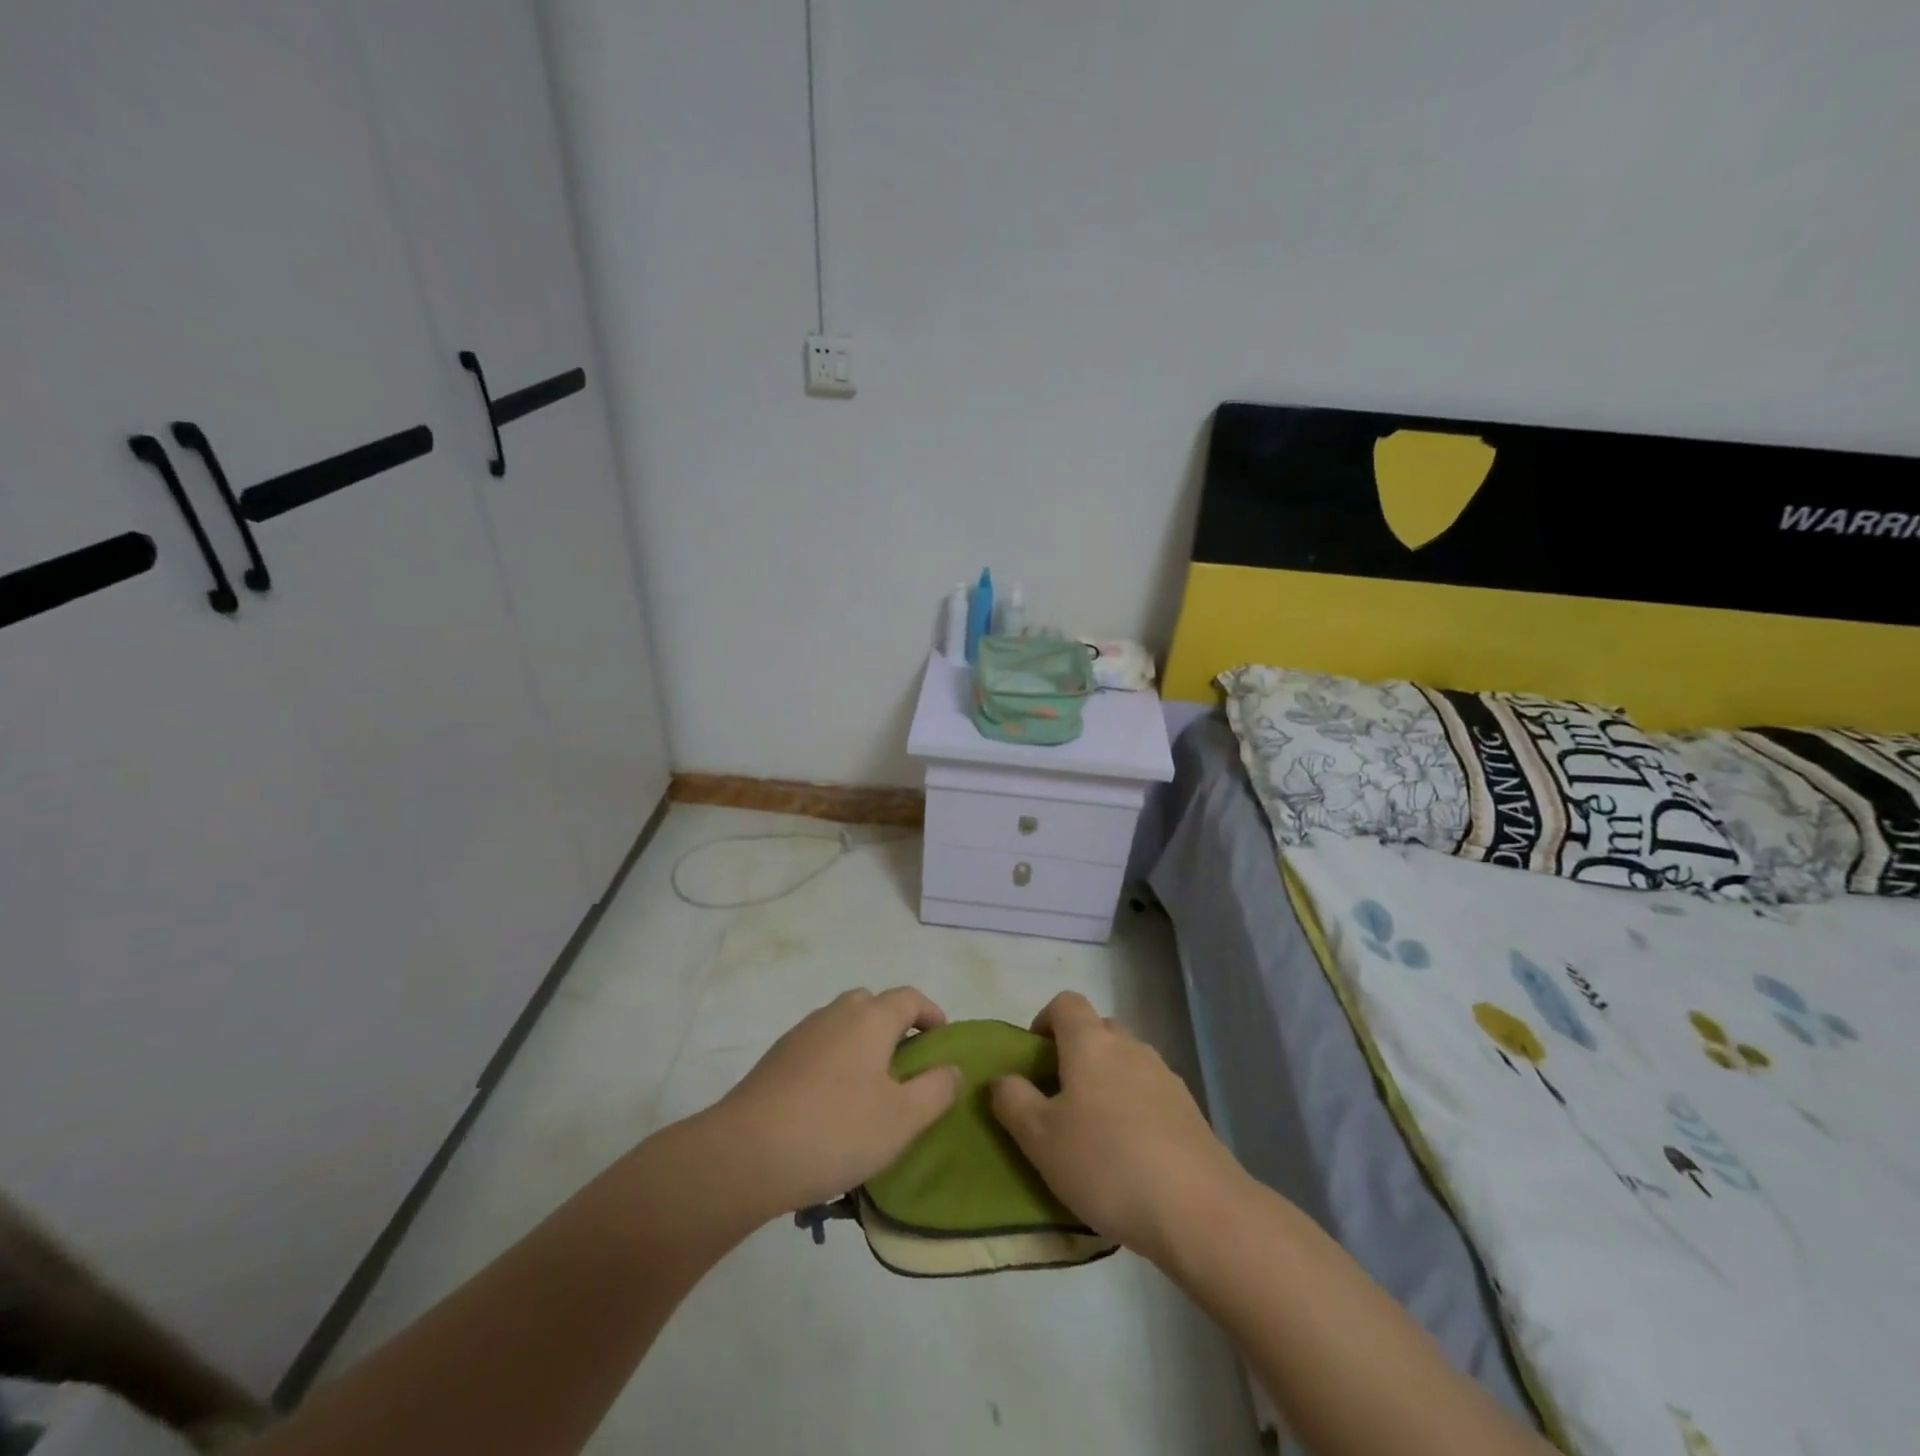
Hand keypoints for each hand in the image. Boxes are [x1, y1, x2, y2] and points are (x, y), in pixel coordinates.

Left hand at [710, 987, 962, 1215]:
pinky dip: (834, 1061)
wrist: (745, 1154)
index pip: (908, 998)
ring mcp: (801, 1035)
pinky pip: (818, 1047)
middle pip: (871, 1004)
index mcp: (870, 1018)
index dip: (930, 1013)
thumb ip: (936, 1090)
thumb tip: (952, 1069)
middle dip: (893, 1025)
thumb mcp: (902, 1118)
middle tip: (906, 1064)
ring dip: (861, 1043)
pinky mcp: (776, 1060)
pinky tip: (832, 1103)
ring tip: (870, 1088)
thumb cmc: (836, 1130)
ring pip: (841, 1025)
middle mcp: (836, 1014)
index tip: (942, 1040)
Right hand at [990, 992, 1248, 1265]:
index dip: (1044, 1021)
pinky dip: (1134, 1108)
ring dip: (1106, 1082)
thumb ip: (1013, 1101)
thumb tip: (1003, 1079)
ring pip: (1126, 1063)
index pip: (1065, 1003)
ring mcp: (1165, 1076)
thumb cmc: (1106, 1163)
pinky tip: (1129, 1155)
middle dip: (1075, 1053)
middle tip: (1058, 1098)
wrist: (1198, 1209)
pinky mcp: (1189, 1110)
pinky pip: (1150, 1093)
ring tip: (1093, 1132)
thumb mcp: (1040, 1138)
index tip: (1033, 1058)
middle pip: (1098, 1030)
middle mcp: (1130, 1047)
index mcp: (1091, 1042)